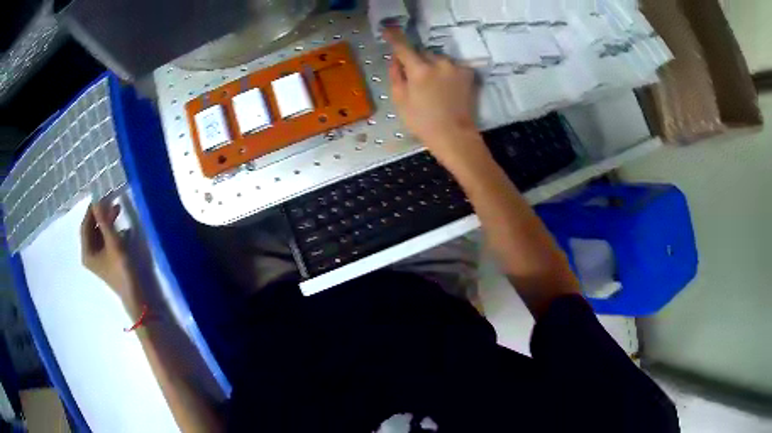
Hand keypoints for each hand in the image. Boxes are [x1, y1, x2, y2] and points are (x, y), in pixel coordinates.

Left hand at [81, 202, 134, 300]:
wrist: (135, 294)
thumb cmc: (121, 269)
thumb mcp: (113, 243)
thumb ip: (104, 222)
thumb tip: (97, 200)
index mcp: (87, 252)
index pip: (85, 225)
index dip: (91, 210)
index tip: (101, 195)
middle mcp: (89, 255)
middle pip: (91, 229)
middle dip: (100, 215)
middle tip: (111, 202)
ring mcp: (98, 259)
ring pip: (98, 234)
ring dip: (106, 222)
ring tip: (117, 210)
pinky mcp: (106, 260)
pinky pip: (104, 240)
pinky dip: (110, 231)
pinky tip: (120, 227)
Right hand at [384, 28, 481, 163]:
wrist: (455, 136)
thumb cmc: (423, 122)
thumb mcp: (400, 101)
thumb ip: (396, 75)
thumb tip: (396, 60)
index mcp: (419, 70)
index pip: (403, 47)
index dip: (394, 37)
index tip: (388, 30)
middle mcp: (439, 63)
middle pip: (423, 54)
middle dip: (418, 61)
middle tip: (417, 80)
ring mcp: (456, 67)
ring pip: (439, 59)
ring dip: (434, 67)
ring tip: (435, 88)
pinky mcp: (469, 74)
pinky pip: (453, 66)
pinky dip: (448, 72)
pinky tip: (449, 88)